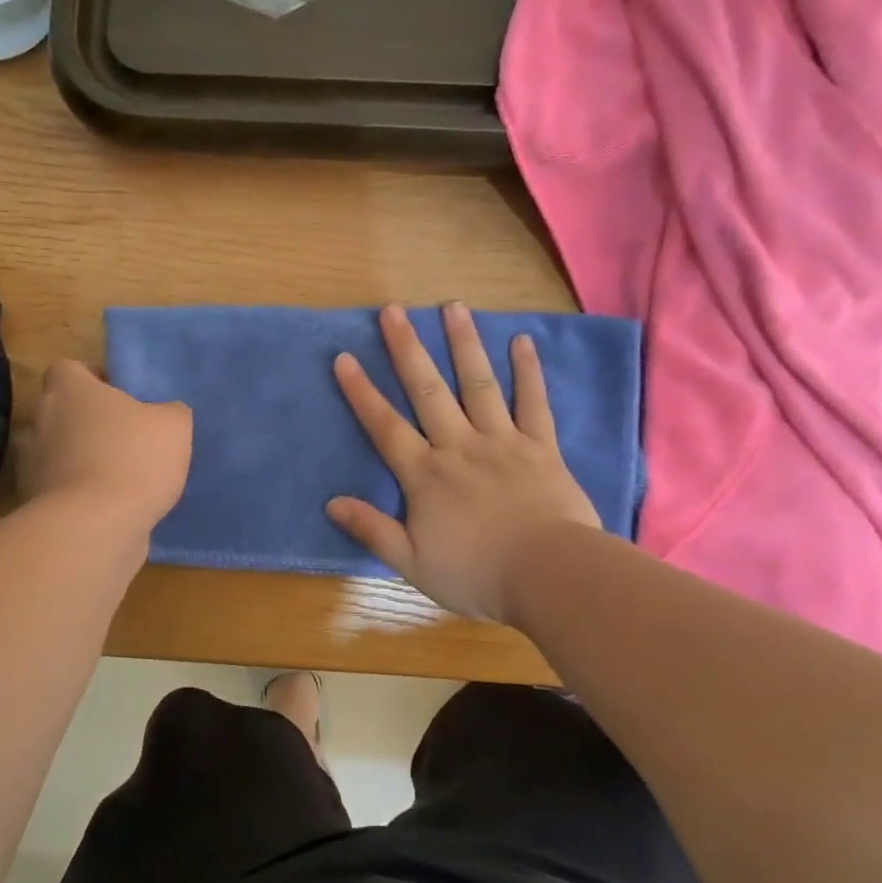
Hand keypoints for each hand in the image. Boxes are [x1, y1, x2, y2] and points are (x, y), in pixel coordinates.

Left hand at [16, 360, 191, 530]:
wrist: (94, 527)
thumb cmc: (133, 460)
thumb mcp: (173, 426)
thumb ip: (169, 412)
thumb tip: (164, 414)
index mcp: (69, 390)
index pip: (67, 369)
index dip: (91, 378)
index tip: (117, 396)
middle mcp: (40, 420)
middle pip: (59, 411)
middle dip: (85, 422)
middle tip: (122, 437)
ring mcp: (30, 464)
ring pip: (54, 452)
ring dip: (77, 459)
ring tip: (114, 477)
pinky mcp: (31, 503)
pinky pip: (56, 490)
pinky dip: (75, 495)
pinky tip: (106, 508)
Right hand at [328, 304, 600, 621]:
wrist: (549, 575)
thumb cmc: (477, 574)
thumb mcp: (413, 562)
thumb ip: (372, 529)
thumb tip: (332, 502)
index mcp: (425, 475)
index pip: (385, 426)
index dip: (362, 392)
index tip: (344, 358)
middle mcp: (459, 446)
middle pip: (428, 391)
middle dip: (407, 349)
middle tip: (393, 311)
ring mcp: (502, 441)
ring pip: (478, 384)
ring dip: (464, 344)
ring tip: (452, 307)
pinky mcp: (541, 447)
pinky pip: (533, 403)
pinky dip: (528, 372)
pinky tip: (523, 341)